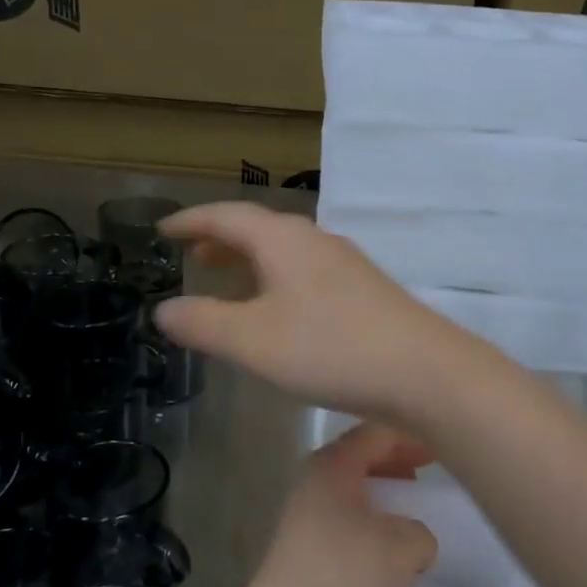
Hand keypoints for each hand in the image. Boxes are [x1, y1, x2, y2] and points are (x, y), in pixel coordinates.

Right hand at [154, 201, 485, 418]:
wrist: (423, 371)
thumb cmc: (329, 348)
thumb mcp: (253, 340)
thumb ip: (203, 323)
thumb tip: (165, 308)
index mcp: (284, 239)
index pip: (226, 215)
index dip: (191, 221)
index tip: (163, 230)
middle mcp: (315, 241)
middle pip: (259, 229)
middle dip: (222, 239)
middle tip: (192, 255)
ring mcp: (345, 265)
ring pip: (285, 253)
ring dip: (251, 261)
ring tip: (226, 280)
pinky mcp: (364, 292)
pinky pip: (306, 274)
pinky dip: (277, 281)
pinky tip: (278, 311)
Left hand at [226, 423, 438, 586]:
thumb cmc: (343, 581)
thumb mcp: (403, 547)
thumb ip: (421, 530)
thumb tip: (411, 540)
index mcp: (331, 465)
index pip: (376, 431)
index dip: (412, 433)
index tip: (446, 447)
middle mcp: (312, 485)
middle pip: (362, 460)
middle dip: (399, 465)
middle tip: (433, 478)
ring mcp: (304, 523)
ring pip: (356, 497)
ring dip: (388, 503)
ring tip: (419, 519)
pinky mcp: (304, 560)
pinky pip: (348, 530)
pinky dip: (374, 532)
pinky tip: (394, 558)